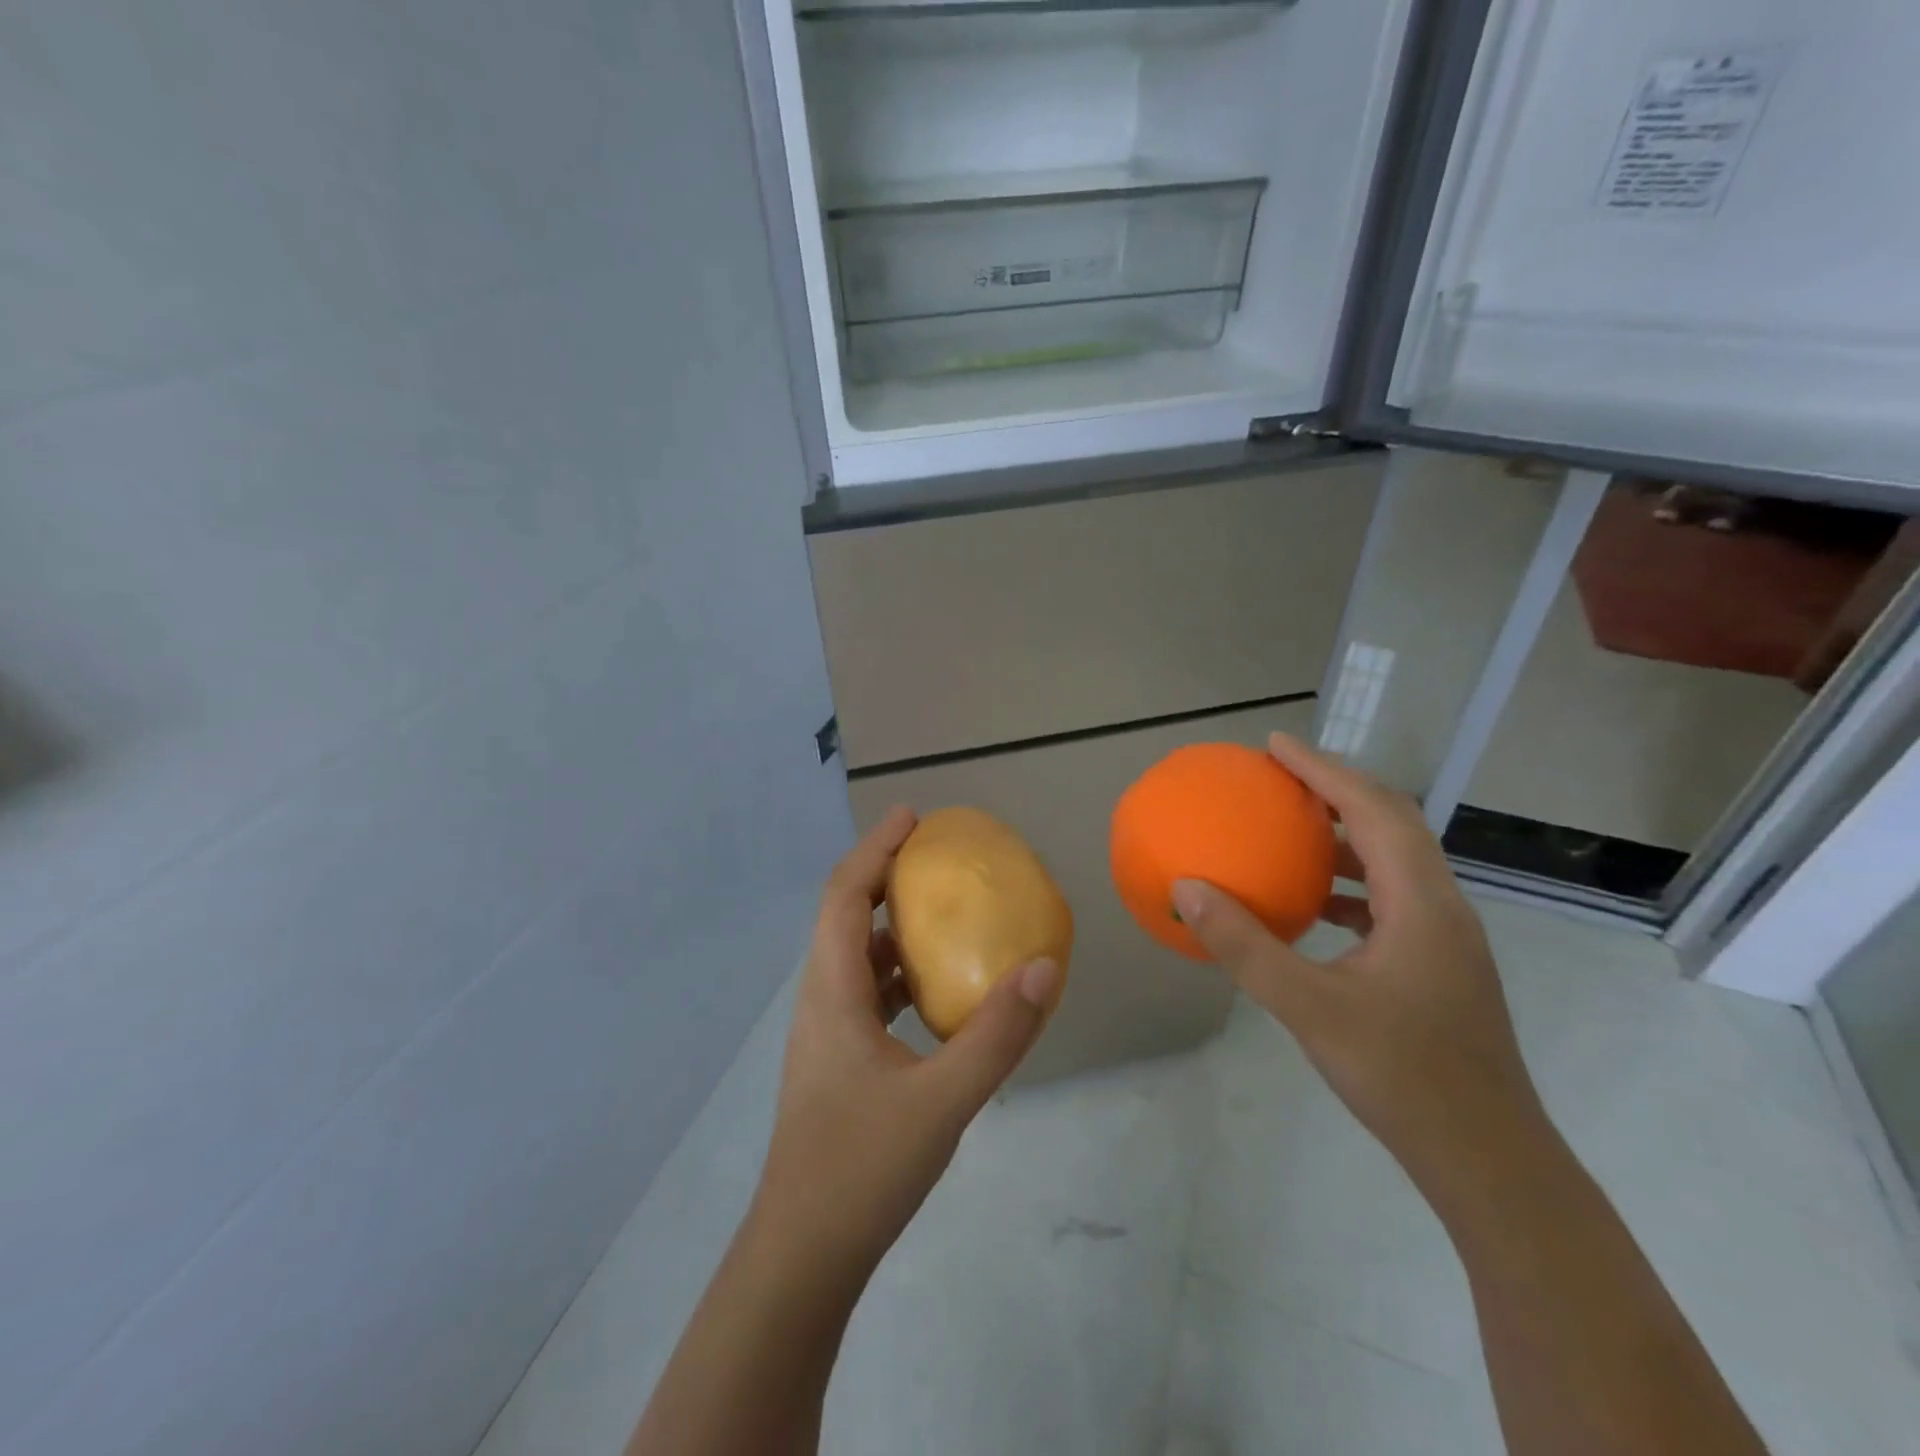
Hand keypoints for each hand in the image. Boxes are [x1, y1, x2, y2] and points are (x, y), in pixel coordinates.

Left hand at [752, 806, 1061, 1276]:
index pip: (844, 895)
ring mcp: (825, 1032)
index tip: (913, 817)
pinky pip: (866, 991)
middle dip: (883, 874)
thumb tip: (1045, 968)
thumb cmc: (862, 1169)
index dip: (875, 848)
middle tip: (933, 853)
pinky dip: (897, 969)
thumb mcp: (942, 1101)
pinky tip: (936, 988)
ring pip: (854, 955)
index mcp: (832, 991)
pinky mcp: (837, 1060)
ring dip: (890, 923)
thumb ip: (997, 1036)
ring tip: (939, 907)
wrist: (803, 1254)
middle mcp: (820, 999)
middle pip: (844, 915)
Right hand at [1169, 735, 1546, 1196]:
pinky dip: (1350, 881)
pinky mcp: (1438, 964)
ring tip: (1293, 826)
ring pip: (1396, 859)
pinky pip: (1390, 898)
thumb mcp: (1309, 1008)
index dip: (1324, 770)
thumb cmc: (1403, 1076)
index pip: (1373, 810)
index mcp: (1421, 903)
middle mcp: (1441, 907)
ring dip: (1346, 832)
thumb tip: (1187, 890)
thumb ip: (1245, 946)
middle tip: (1281, 774)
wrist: (1489, 1159)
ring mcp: (1445, 937)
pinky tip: (1313, 904)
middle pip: (1393, 822)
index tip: (1275, 745)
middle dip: (1337, 787)